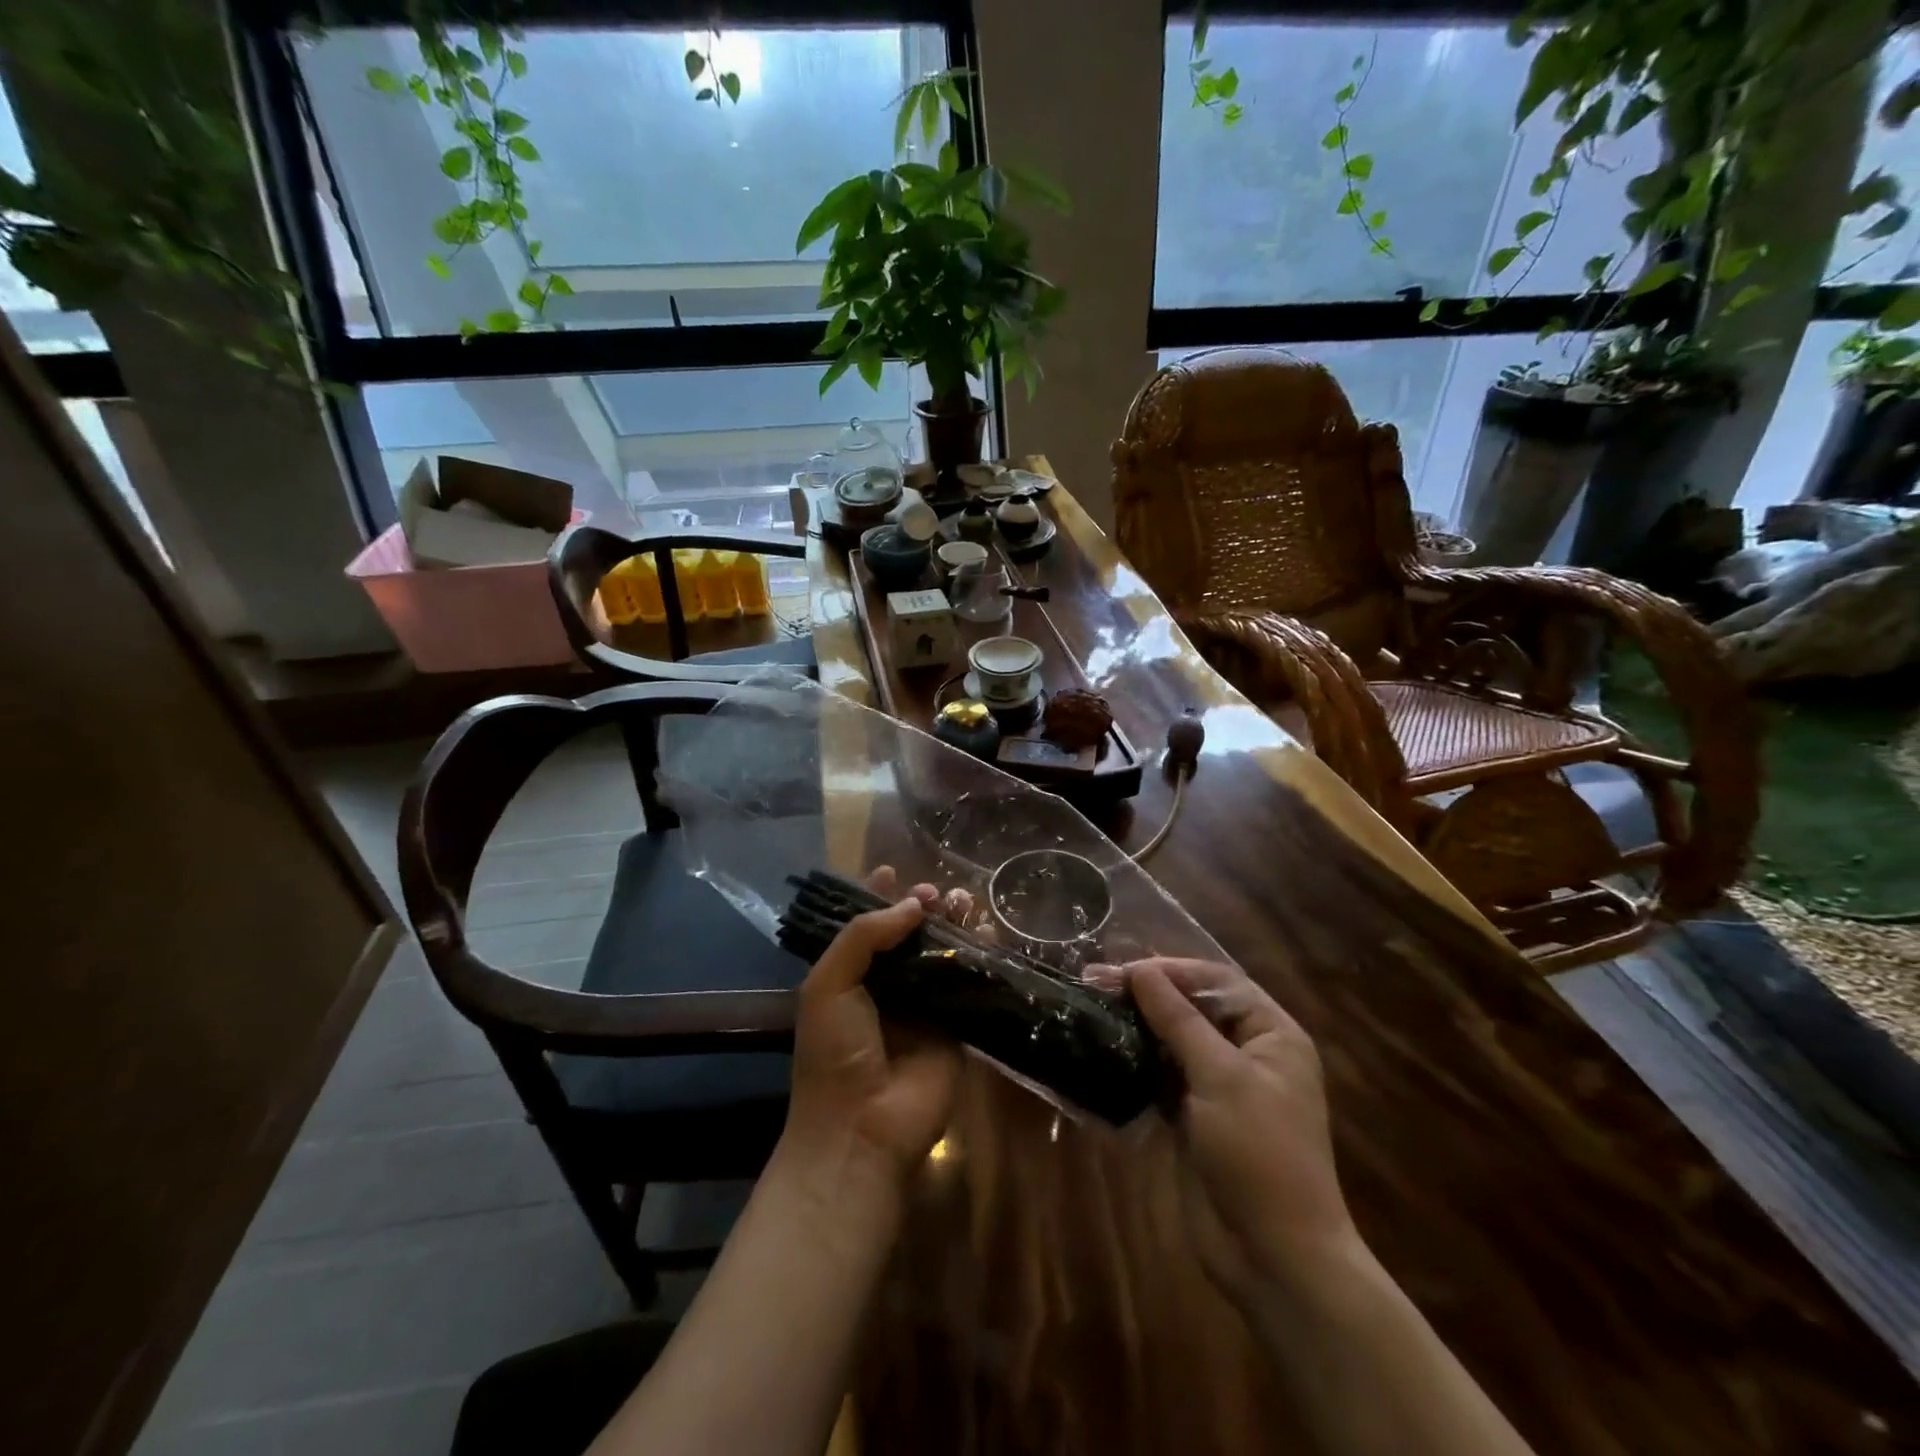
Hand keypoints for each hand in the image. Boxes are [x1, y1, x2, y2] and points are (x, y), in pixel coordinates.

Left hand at [775, 868, 966, 1212]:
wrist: (863, 1128)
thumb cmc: (834, 1052)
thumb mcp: (828, 984)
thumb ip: (864, 935)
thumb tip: (913, 905)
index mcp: (851, 976)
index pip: (867, 926)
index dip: (879, 898)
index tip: (893, 872)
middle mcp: (889, 987)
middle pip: (909, 935)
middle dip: (921, 907)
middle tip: (935, 892)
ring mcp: (925, 1006)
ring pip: (942, 953)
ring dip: (952, 924)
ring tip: (963, 901)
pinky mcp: (958, 1026)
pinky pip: (971, 983)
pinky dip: (981, 955)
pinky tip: (988, 931)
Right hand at [1117, 958, 1358, 1302]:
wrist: (1275, 1258)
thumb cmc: (1260, 1153)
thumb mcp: (1221, 1077)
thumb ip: (1178, 1019)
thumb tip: (1139, 969)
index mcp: (1272, 1035)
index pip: (1218, 981)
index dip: (1172, 970)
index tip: (1124, 970)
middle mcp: (1249, 1054)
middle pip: (1193, 1008)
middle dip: (1148, 995)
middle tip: (1095, 984)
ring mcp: (1221, 1089)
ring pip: (1174, 1041)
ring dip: (1138, 1027)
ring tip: (1092, 1010)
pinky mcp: (1196, 1119)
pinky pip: (1162, 1077)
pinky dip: (1136, 1064)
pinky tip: (1103, 1053)